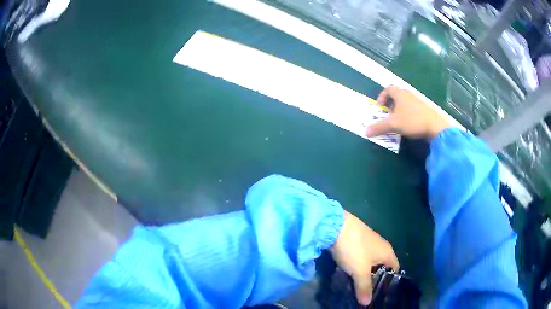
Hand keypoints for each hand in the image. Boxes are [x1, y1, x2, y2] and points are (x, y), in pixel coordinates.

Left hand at [330, 211, 398, 305]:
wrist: (335, 225)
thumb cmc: (354, 249)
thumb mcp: (360, 271)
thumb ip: (364, 287)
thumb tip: (367, 303)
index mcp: (388, 252)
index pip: (394, 269)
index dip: (390, 282)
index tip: (382, 294)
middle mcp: (381, 246)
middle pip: (382, 266)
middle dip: (375, 280)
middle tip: (368, 294)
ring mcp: (369, 243)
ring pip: (370, 263)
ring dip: (365, 274)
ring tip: (359, 288)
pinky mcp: (356, 242)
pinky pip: (361, 258)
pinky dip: (357, 267)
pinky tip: (351, 275)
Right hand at [366, 86, 450, 140]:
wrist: (435, 127)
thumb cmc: (412, 121)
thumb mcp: (393, 124)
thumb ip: (379, 127)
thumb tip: (365, 131)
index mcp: (400, 94)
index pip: (388, 88)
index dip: (382, 96)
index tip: (380, 107)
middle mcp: (409, 95)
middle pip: (397, 95)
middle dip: (390, 105)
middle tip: (388, 116)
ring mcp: (418, 101)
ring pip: (405, 103)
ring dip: (399, 111)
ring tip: (398, 122)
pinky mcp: (425, 110)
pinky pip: (412, 109)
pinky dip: (408, 114)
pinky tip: (409, 125)